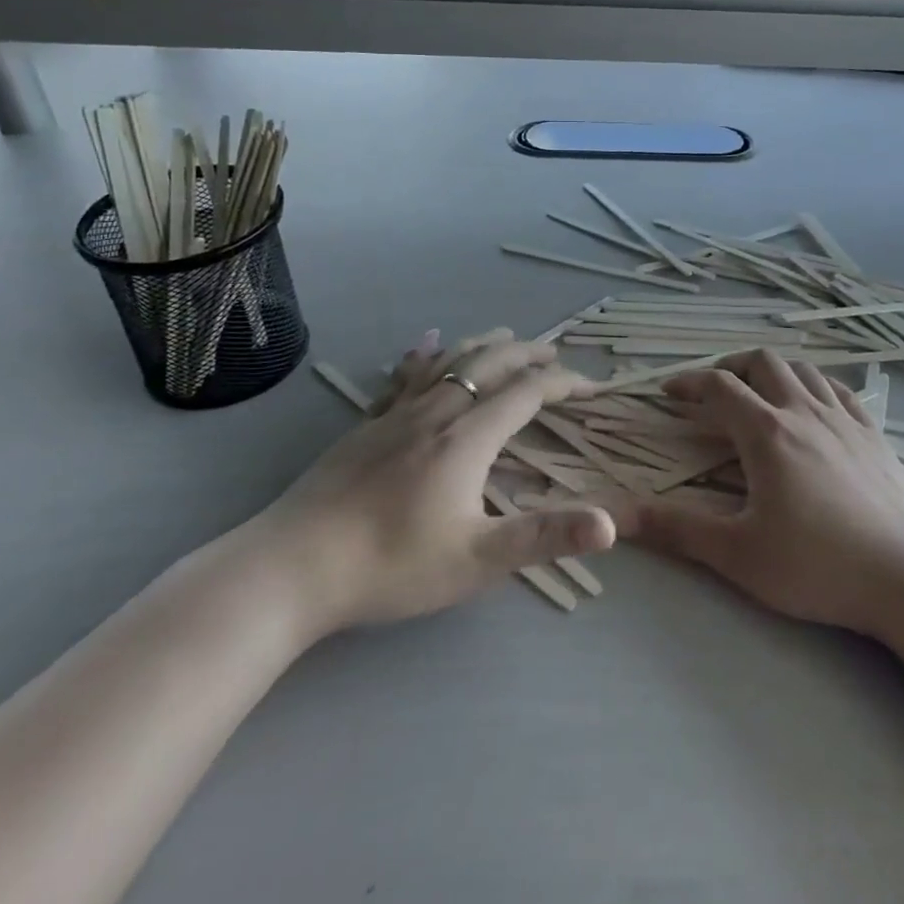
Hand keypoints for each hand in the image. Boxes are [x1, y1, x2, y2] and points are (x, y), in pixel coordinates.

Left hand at [248, 330, 614, 640]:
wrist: (291, 567)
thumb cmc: (391, 565)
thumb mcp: (477, 560)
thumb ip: (545, 537)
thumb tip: (611, 524)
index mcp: (468, 438)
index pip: (526, 394)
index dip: (561, 384)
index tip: (588, 386)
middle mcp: (437, 412)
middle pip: (490, 365)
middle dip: (527, 354)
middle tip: (554, 352)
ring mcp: (396, 414)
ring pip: (449, 361)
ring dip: (484, 345)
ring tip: (506, 336)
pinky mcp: (366, 424)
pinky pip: (404, 376)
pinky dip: (426, 354)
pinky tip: (427, 343)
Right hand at [613, 350, 903, 676]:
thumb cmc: (818, 566)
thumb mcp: (738, 555)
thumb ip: (677, 530)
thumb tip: (617, 516)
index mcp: (767, 432)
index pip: (719, 387)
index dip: (688, 383)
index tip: (667, 393)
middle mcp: (804, 411)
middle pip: (762, 362)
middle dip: (730, 366)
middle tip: (712, 390)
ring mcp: (845, 418)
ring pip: (803, 369)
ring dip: (772, 370)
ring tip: (758, 393)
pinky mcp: (874, 433)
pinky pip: (839, 389)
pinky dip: (814, 384)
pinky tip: (812, 406)